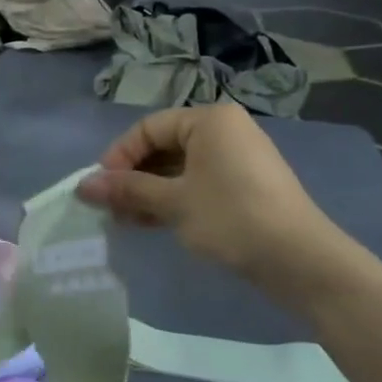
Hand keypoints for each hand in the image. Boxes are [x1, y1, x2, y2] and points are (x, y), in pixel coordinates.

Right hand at [77, 105, 358, 305]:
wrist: (300, 260)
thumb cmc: (231, 218)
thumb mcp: (174, 203)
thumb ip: (128, 190)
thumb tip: (82, 186)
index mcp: (210, 120)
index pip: (149, 128)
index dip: (119, 157)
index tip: (100, 189)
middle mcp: (226, 130)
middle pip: (165, 147)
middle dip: (134, 178)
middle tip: (111, 209)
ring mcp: (239, 158)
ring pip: (181, 168)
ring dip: (151, 192)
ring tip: (127, 222)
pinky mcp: (247, 185)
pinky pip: (200, 183)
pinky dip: (175, 199)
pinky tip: (155, 223)